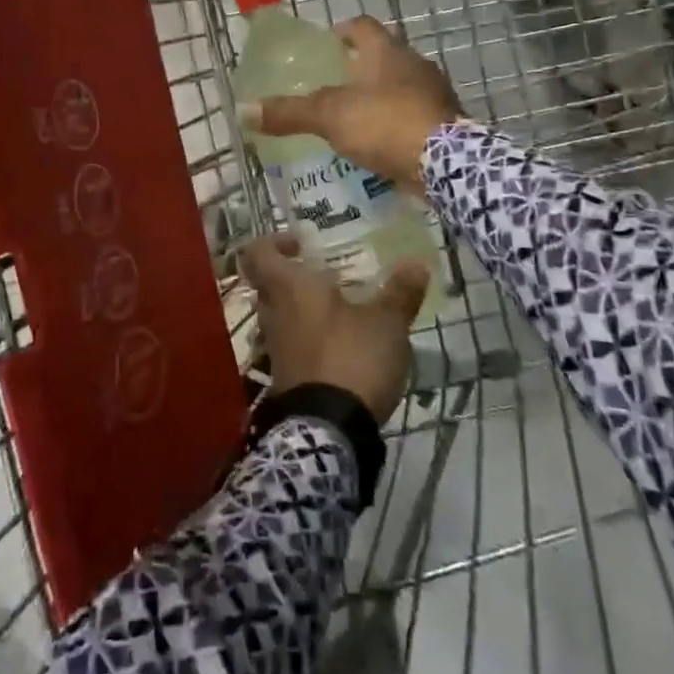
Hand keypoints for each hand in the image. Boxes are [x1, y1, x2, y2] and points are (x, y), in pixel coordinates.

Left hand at [240, 233, 427, 422]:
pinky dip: (310, 338)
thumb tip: (416, 264)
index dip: (273, 242)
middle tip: (328, 275)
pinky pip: (291, 344)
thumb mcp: (386, 323)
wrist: (328, 431)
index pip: (257, 253)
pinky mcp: (284, 376)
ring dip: (304, 310)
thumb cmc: (352, 358)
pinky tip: (342, 344)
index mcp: (289, 288)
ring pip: (280, 316)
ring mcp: (275, 348)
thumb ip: (400, 293)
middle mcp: (274, 313)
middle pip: (269, 285)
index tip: (301, 244)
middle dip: (295, 277)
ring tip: (342, 309)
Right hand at [243, 16, 461, 194]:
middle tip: (334, 82)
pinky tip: (378, 143)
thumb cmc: (385, 123)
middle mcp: (415, 66)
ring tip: (353, 116)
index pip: (363, 26)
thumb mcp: (330, 116)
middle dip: (361, 66)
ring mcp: (434, 94)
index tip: (328, 40)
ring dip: (379, 96)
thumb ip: (290, 112)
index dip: (343, 30)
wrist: (445, 163)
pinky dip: (395, 123)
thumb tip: (243, 110)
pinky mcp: (444, 123)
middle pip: (384, 56)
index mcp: (387, 52)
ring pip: (400, 87)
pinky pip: (413, 116)